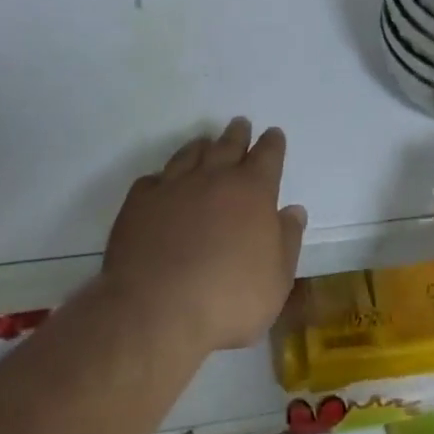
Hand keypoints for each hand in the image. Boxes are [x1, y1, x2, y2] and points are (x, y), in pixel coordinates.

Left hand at [102, 119, 307, 353]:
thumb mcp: (276, 281)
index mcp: (253, 191)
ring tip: (205, 143)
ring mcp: (174, 185)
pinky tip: (162, 183)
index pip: (268, 155)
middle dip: (238, 133)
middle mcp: (214, 177)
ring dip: (201, 146)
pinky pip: (154, 179)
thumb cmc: (227, 299)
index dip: (273, 143)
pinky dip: (163, 178)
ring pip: (191, 153)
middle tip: (240, 124)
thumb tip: (293, 210)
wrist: (155, 310)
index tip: (274, 134)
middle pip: (229, 144)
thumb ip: (287, 241)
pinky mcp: (140, 201)